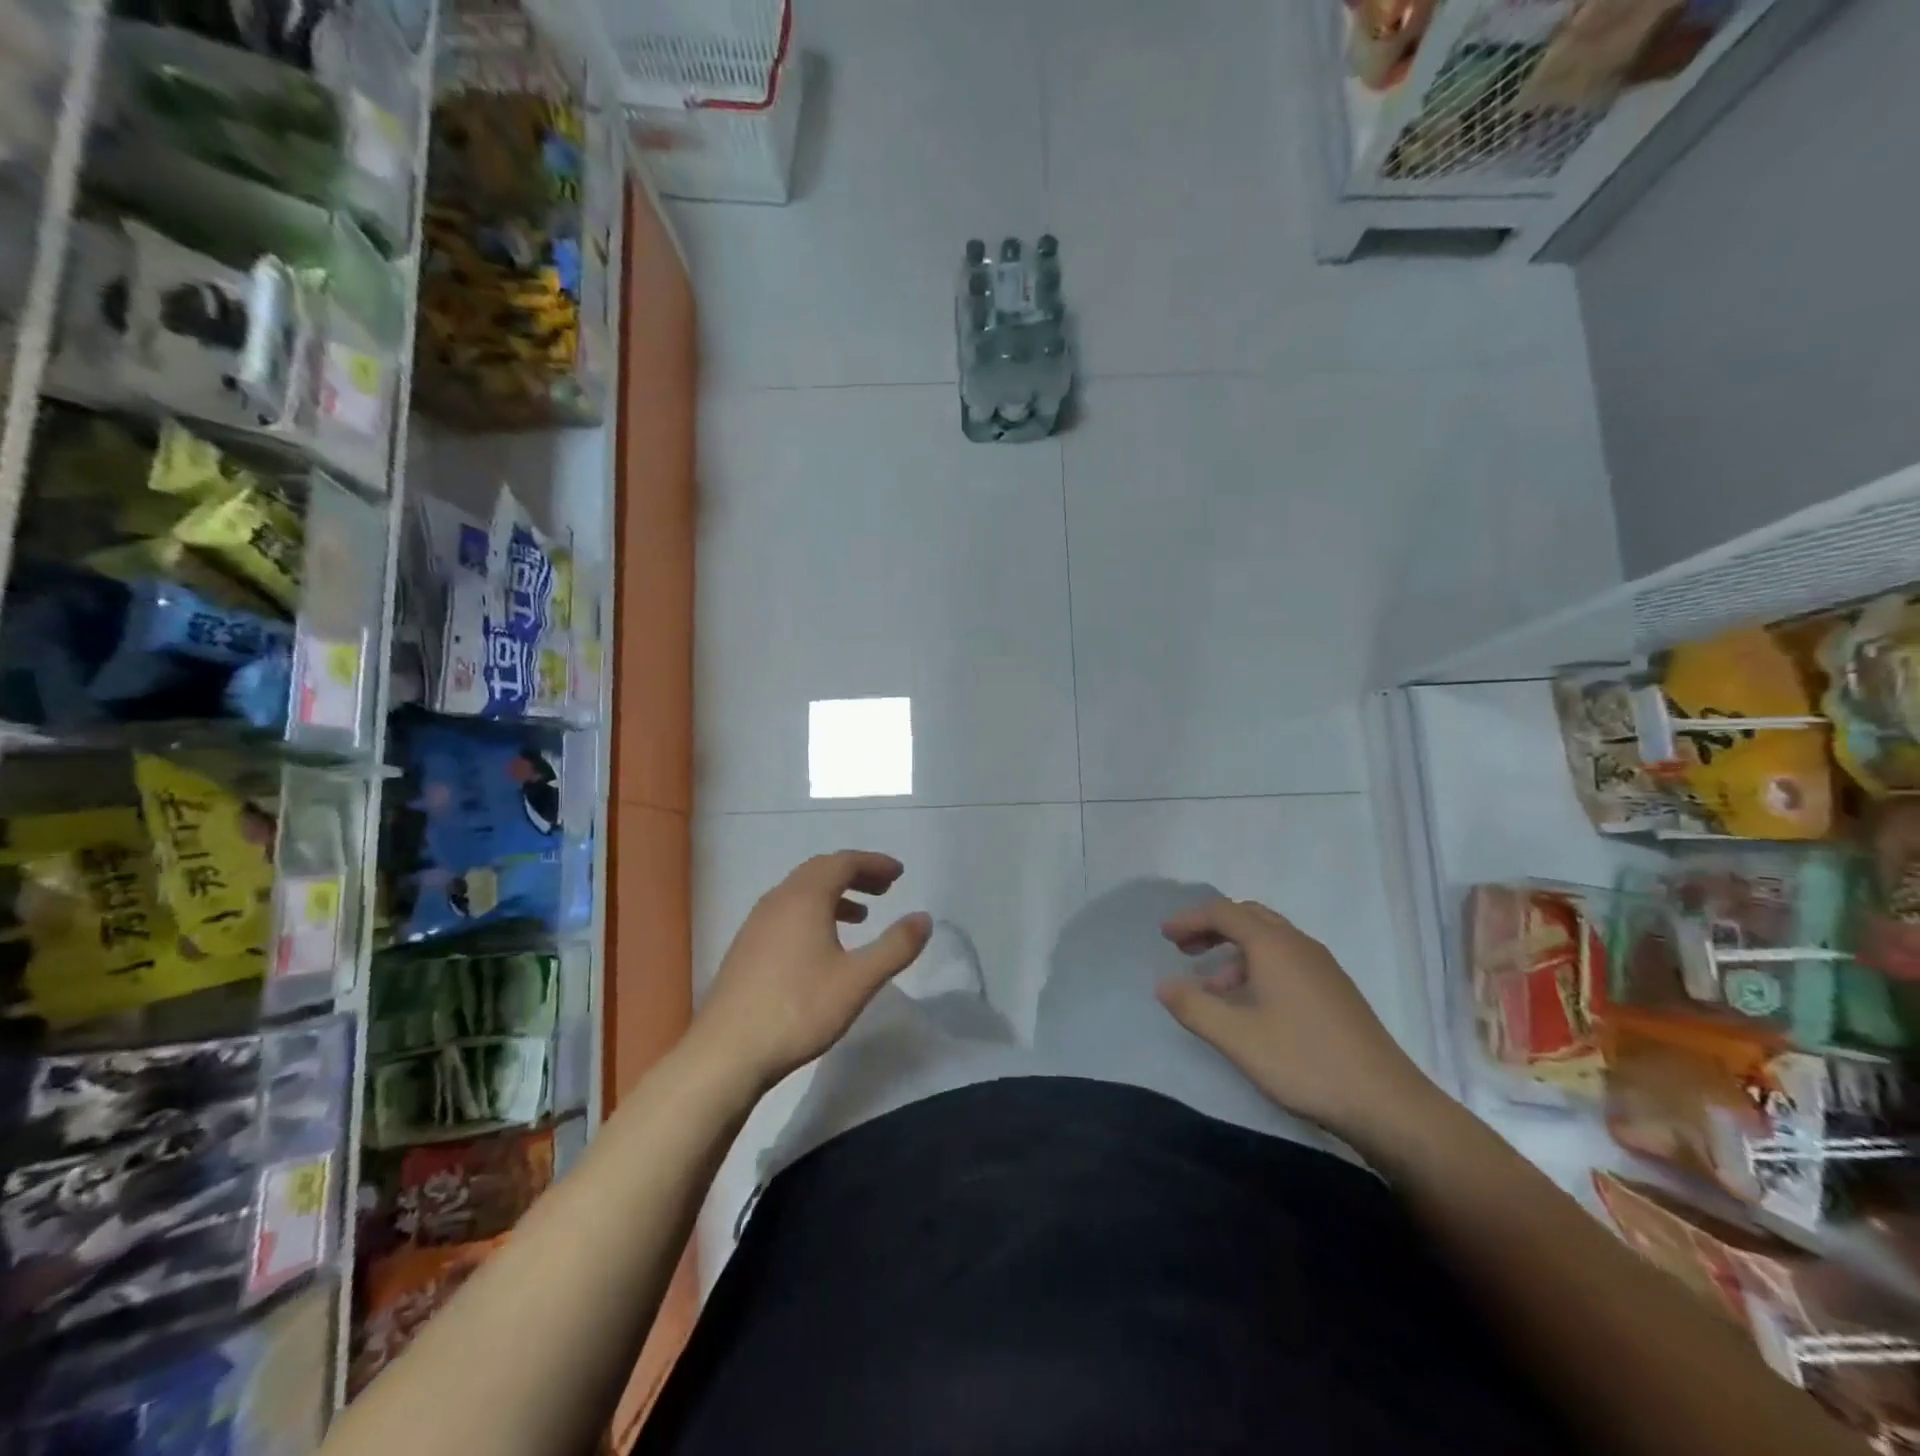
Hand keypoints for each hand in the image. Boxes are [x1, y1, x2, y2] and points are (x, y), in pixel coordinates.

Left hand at [691, 851, 932, 1089]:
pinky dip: (813, 912)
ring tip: (861, 915)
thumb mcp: (858, 980)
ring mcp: (757, 923)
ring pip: (801, 892)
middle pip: (820, 870)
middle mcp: (778, 900)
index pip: (843, 862)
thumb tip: (924, 918)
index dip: (874, 863)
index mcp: (805, 898)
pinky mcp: (747, 947)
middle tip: (885, 888)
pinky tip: (823, 945)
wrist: (726, 1053)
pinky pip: (787, 912)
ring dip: (834, 894)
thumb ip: (895, 947)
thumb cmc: (798, 1010)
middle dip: (855, 874)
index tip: (899, 873)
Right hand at [1156, 897, 1436, 1143]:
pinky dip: (1258, 967)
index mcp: (1274, 946)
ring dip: (1235, 951)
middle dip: (1212, 928)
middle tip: (1184, 949)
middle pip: (1249, 917)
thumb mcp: (1237, 1038)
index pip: (1224, 912)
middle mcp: (1299, 945)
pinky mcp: (1335, 991)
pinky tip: (1251, 1006)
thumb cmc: (1305, 1062)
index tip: (1165, 936)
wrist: (1388, 1104)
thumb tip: (1163, 984)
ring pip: (1269, 940)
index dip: (1190, 919)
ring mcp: (1322, 967)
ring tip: (1211, 988)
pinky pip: (1286, 960)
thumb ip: (1194, 1007)